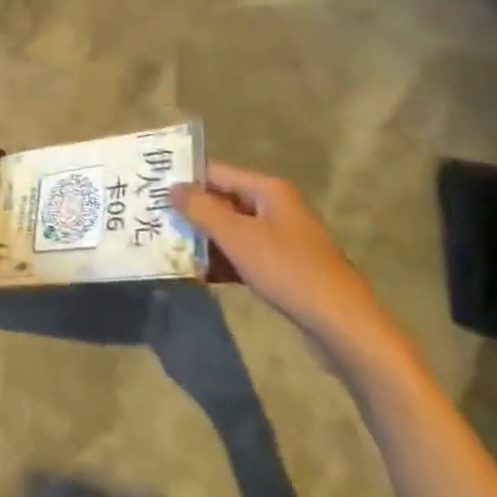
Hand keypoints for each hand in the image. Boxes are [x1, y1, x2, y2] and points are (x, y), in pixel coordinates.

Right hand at [175, 161, 400, 360]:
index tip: (153, 190)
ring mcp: (282, 238)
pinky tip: (199, 273)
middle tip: (156, 220)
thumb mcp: (237, 237)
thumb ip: (202, 209)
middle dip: (193, 211)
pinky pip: (245, 254)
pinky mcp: (284, 267)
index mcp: (268, 189)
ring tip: (169, 247)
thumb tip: (173, 187)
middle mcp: (276, 207)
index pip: (216, 172)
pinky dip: (224, 260)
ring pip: (233, 230)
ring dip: (205, 238)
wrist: (342, 324)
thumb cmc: (287, 270)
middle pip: (224, 200)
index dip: (186, 180)